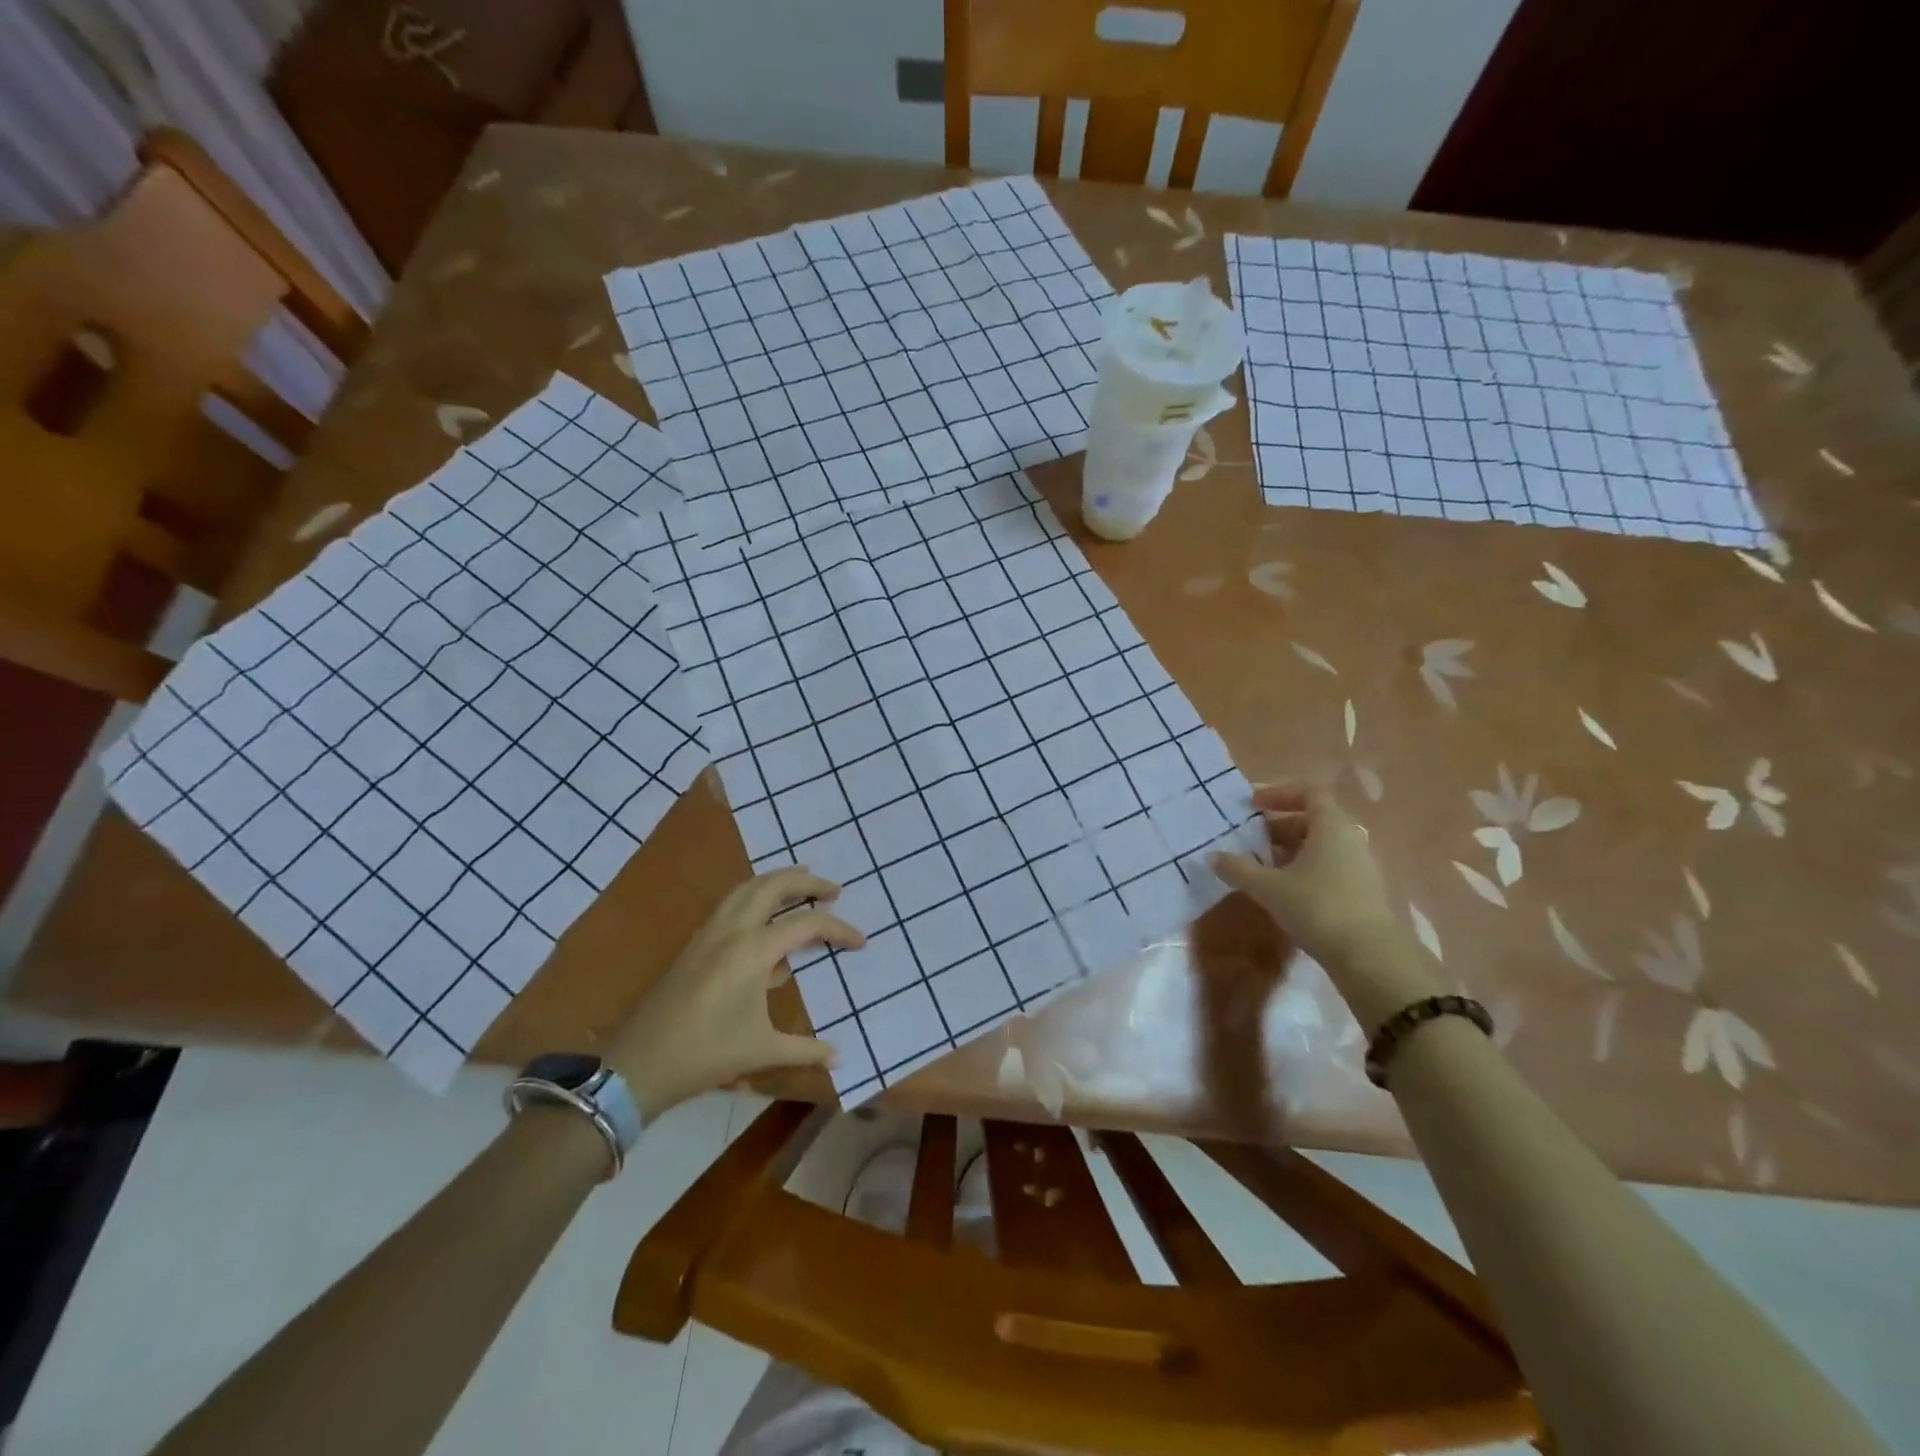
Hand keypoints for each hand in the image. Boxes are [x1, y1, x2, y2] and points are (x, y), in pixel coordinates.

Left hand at [606, 867, 863, 1118]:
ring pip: (747, 888)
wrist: (639, 1064)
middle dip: (806, 881)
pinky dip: (754, 897)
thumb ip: (805, 1050)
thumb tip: (839, 1057)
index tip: (861, 942)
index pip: (807, 924)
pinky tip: (764, 919)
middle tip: (833, 890)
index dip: (838, 930)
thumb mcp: (762, 1051)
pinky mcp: (695, 944)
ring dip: (776, 881)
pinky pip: (730, 904)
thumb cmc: (706, 1054)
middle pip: (773, 885)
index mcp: (754, 949)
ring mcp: (709, 933)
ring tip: (800, 884)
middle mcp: (732, 929)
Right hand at [1211, 783, 1440, 1031]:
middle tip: (1250, 838)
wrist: (1370, 958)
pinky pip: (1329, 866)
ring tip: (1261, 865)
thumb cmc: (1318, 907)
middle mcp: (1350, 839)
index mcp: (1331, 826)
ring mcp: (1360, 866)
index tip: (1252, 804)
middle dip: (1279, 825)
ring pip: (1321, 845)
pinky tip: (1284, 890)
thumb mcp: (1269, 888)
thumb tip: (1213, 856)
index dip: (1280, 792)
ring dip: (1291, 850)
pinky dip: (1304, 869)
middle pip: (1314, 819)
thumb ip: (1239, 869)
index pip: (1309, 792)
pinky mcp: (1362, 892)